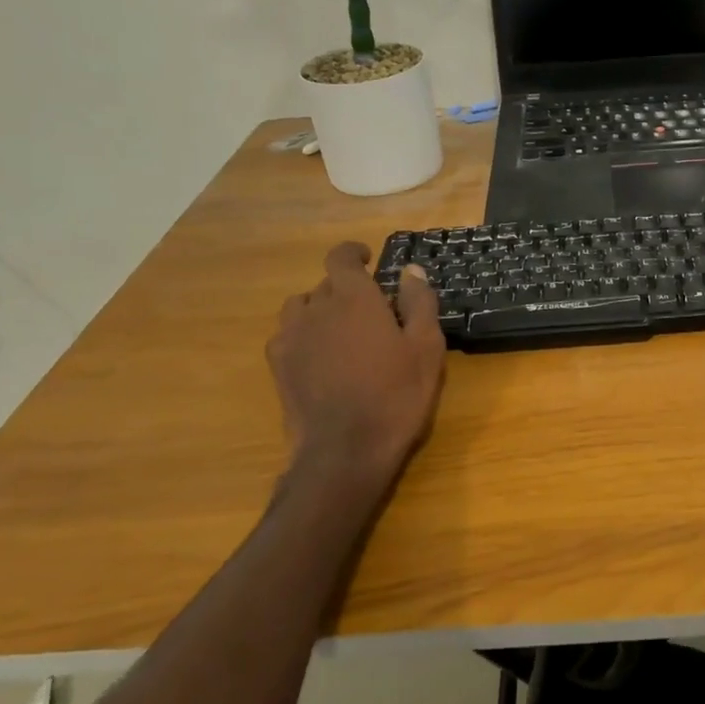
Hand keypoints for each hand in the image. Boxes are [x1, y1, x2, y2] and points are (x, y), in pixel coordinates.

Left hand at [266, 242, 446, 510]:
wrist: (345, 450)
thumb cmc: (395, 395)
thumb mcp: (426, 347)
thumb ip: (419, 302)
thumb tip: (411, 270)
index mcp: (353, 298)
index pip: (341, 257)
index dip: (353, 253)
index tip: (368, 260)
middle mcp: (316, 308)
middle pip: (326, 283)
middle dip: (347, 288)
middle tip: (372, 311)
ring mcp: (292, 337)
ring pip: (302, 306)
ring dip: (320, 308)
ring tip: (341, 330)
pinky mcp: (278, 364)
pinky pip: (287, 333)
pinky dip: (304, 334)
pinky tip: (320, 356)